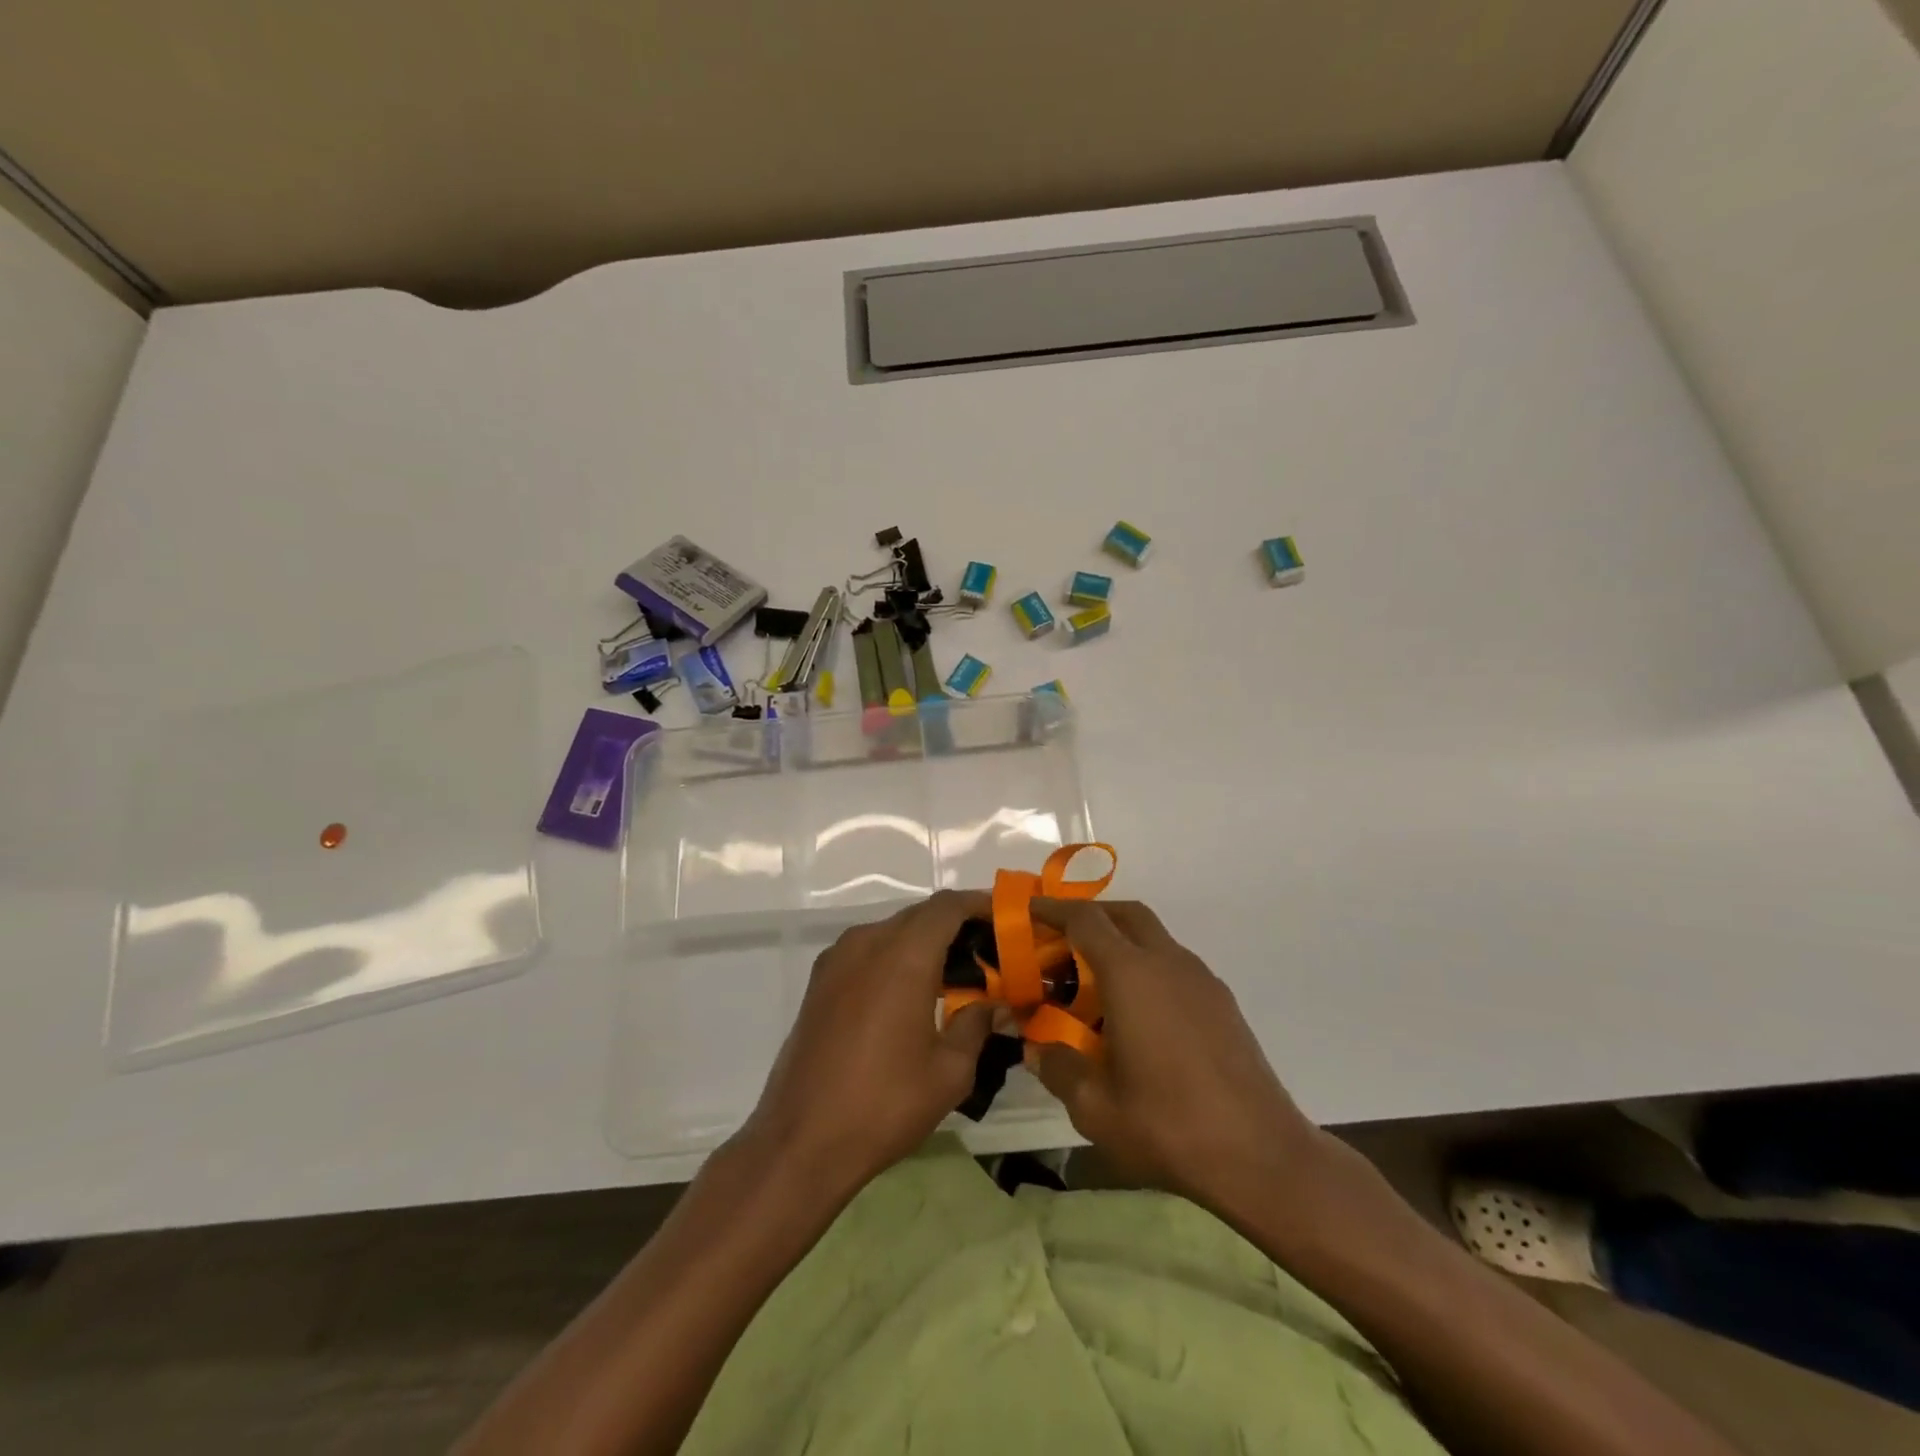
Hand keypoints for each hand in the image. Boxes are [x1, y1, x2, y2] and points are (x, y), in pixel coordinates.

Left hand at [738, 891, 993, 1192]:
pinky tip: (912, 991)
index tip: (1006, 919)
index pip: (948, 906)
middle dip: (956, 925)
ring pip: (892, 931)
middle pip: (920, 915)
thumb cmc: (884, 1104)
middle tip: (989, 953)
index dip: (980, 904)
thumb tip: (995, 1004)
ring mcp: (837, 959)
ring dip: (925, 941)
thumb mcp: (949, 1071)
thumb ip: (976, 1024)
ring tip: (955, 973)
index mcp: (903, 955)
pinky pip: (868, 950)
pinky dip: (896, 956)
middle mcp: (867, 943)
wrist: (801, 1140)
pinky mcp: (820, 981)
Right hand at [1029, 898, 1330, 1222]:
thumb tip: (1037, 1048)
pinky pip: (1174, 964)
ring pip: (1155, 937)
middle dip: (1091, 915)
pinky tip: (1137, 1014)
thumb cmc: (1170, 1126)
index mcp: (1132, 975)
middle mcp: (1168, 962)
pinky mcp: (1222, 1002)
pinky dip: (1147, 967)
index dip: (1053, 910)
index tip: (1029, 911)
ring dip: (1121, 942)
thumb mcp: (1096, 1108)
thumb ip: (1058, 1068)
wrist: (1263, 1156)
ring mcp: (1201, 979)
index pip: (1086, 920)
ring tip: (1095, 982)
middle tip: (1061, 939)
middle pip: (1126, 914)